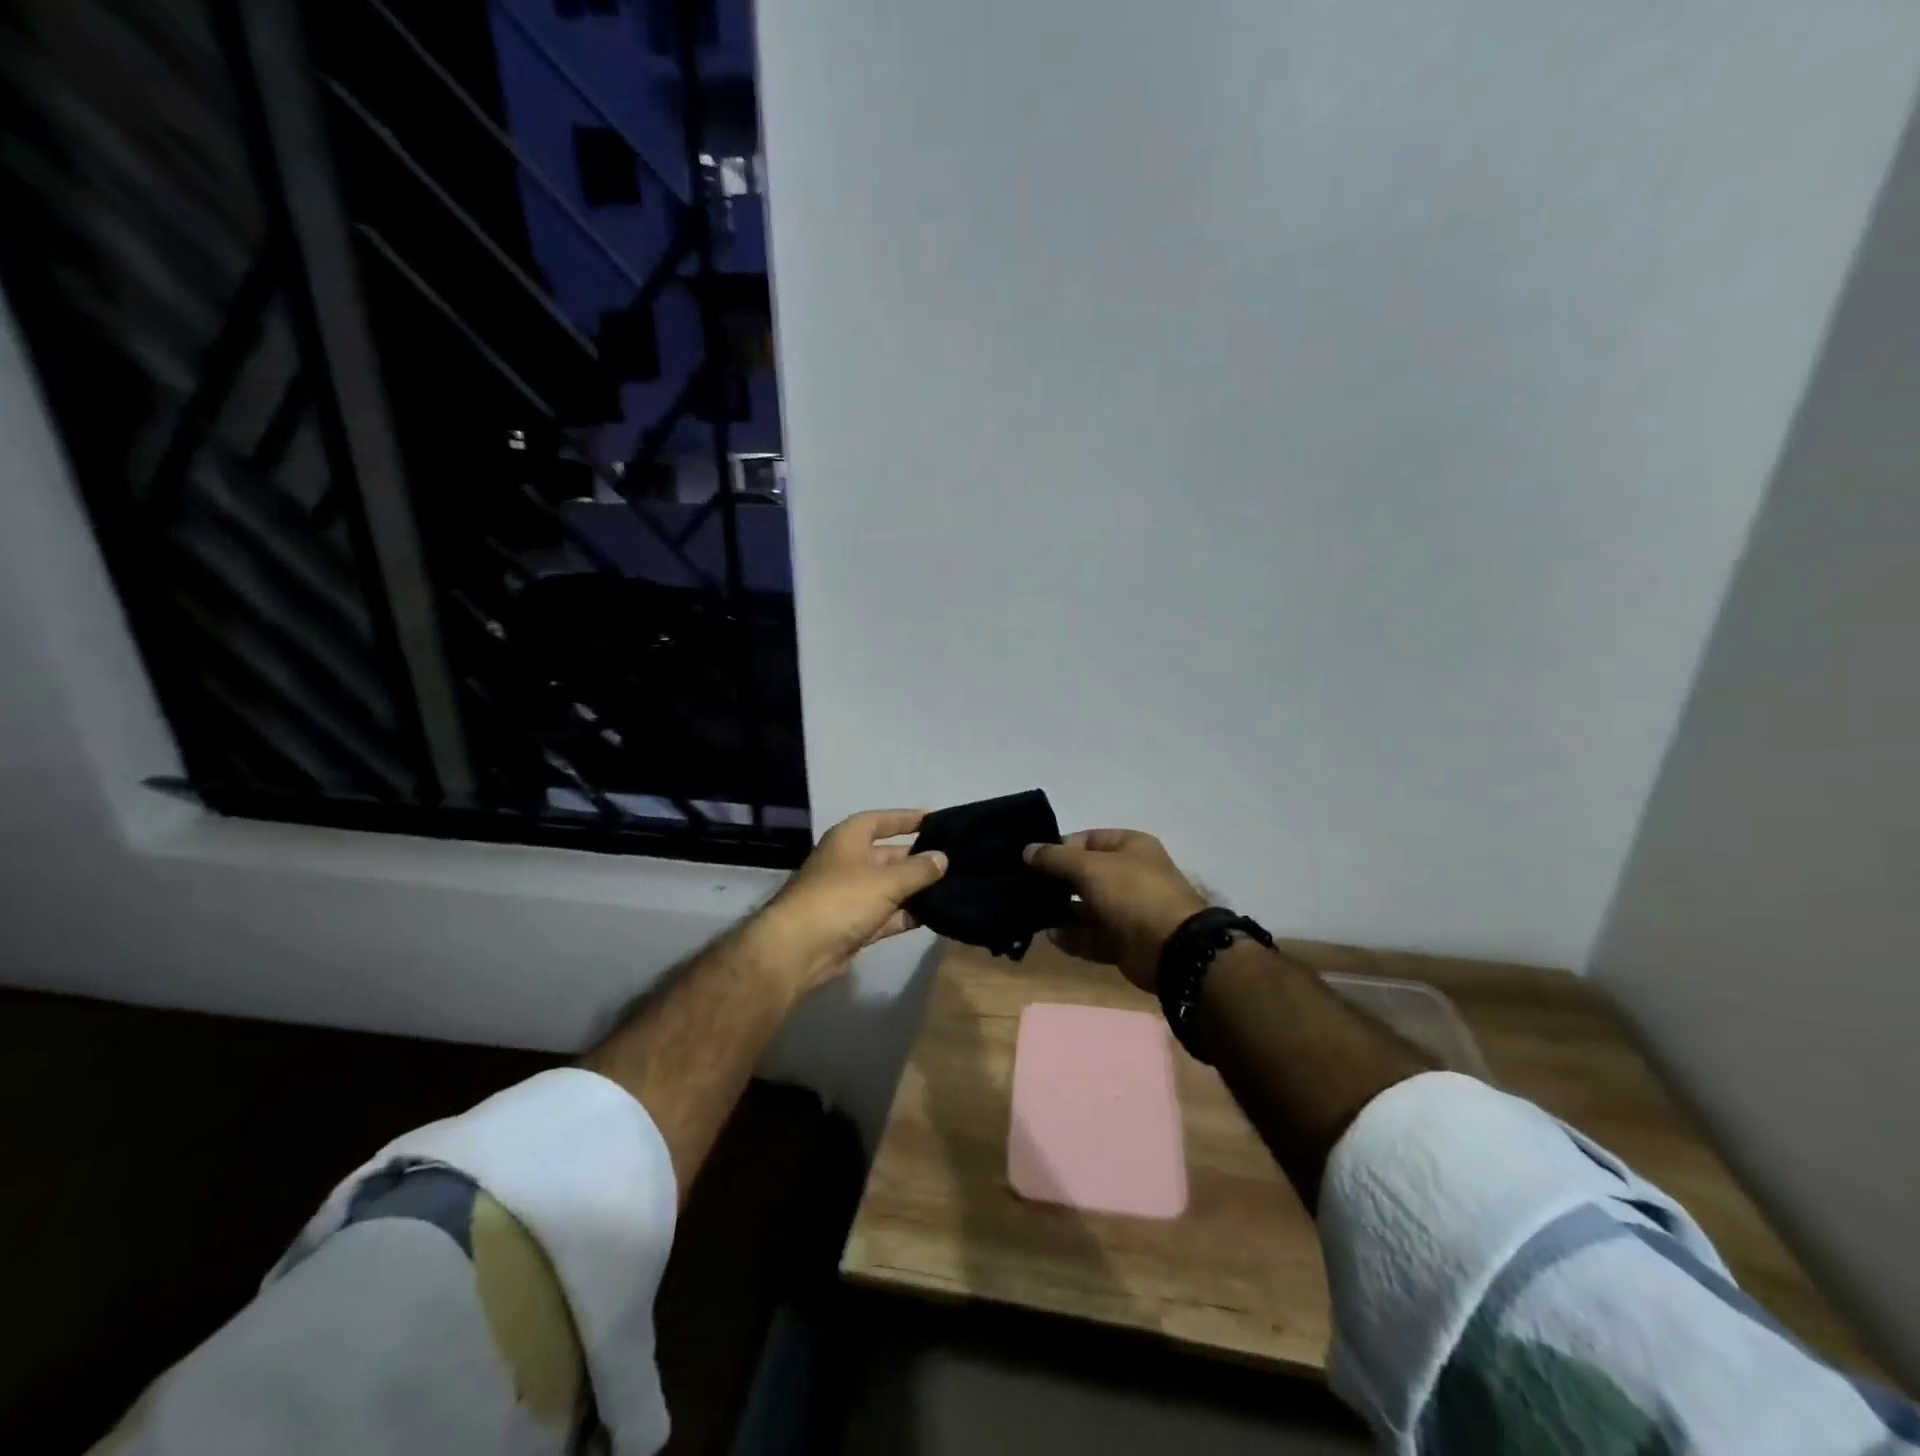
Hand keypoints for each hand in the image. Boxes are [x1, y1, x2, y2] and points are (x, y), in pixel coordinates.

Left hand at [751, 809, 947, 995]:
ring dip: (915, 889)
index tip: (934, 819)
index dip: (906, 818)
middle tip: (953, 860)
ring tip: (951, 887)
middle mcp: (848, 863)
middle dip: (917, 858)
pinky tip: (934, 915)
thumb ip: (918, 870)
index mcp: (848, 839)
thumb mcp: (885, 880)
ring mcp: (849, 896)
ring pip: (889, 887)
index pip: (880, 820)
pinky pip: (886, 914)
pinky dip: (905, 914)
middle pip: (888, 855)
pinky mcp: (852, 925)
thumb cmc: (841, 899)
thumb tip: (942, 858)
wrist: (797, 950)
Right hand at [1024, 829, 1207, 991]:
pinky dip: (1072, 937)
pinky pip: (1092, 936)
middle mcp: (1130, 876)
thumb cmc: (1132, 893)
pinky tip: (1051, 936)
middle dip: (1056, 882)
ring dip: (1060, 911)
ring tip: (1032, 913)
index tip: (1031, 860)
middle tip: (1025, 888)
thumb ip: (1055, 858)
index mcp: (1130, 847)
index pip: (1087, 840)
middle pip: (1085, 875)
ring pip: (1086, 908)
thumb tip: (1027, 849)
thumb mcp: (1089, 867)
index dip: (1059, 847)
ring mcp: (1128, 911)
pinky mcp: (1124, 942)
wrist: (1172, 949)